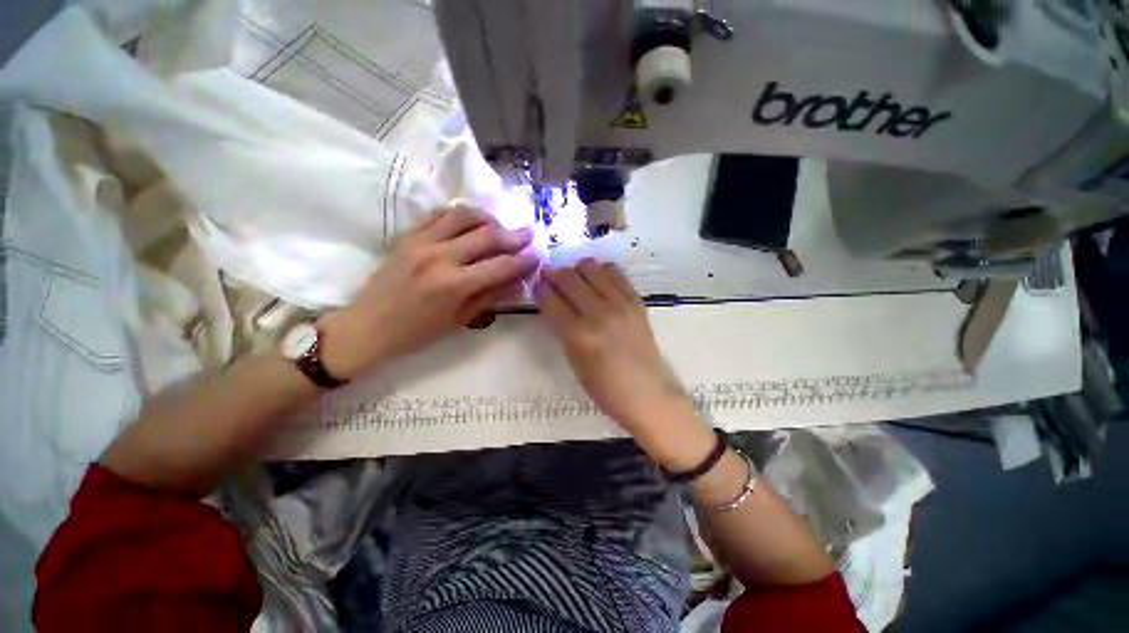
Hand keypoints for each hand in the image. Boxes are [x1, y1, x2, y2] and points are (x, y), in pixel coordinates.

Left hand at [319, 206, 538, 377]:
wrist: (367, 326)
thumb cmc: (417, 332)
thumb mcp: (460, 319)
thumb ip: (491, 296)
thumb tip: (517, 281)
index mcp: (453, 284)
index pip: (499, 265)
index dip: (523, 260)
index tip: (537, 256)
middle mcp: (439, 256)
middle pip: (486, 235)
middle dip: (513, 234)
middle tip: (528, 234)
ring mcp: (420, 241)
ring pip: (463, 215)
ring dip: (488, 218)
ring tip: (499, 226)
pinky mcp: (407, 235)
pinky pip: (438, 214)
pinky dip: (459, 214)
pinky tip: (470, 222)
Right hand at [535, 260, 694, 434]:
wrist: (648, 394)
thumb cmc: (605, 388)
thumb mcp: (574, 361)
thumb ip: (562, 329)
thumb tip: (552, 302)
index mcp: (579, 335)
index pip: (551, 300)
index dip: (539, 288)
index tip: (536, 285)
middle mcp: (600, 314)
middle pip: (569, 277)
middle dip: (554, 273)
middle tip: (550, 276)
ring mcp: (622, 305)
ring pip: (592, 268)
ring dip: (577, 269)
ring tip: (574, 278)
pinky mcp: (637, 302)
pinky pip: (616, 273)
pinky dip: (601, 270)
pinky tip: (596, 279)